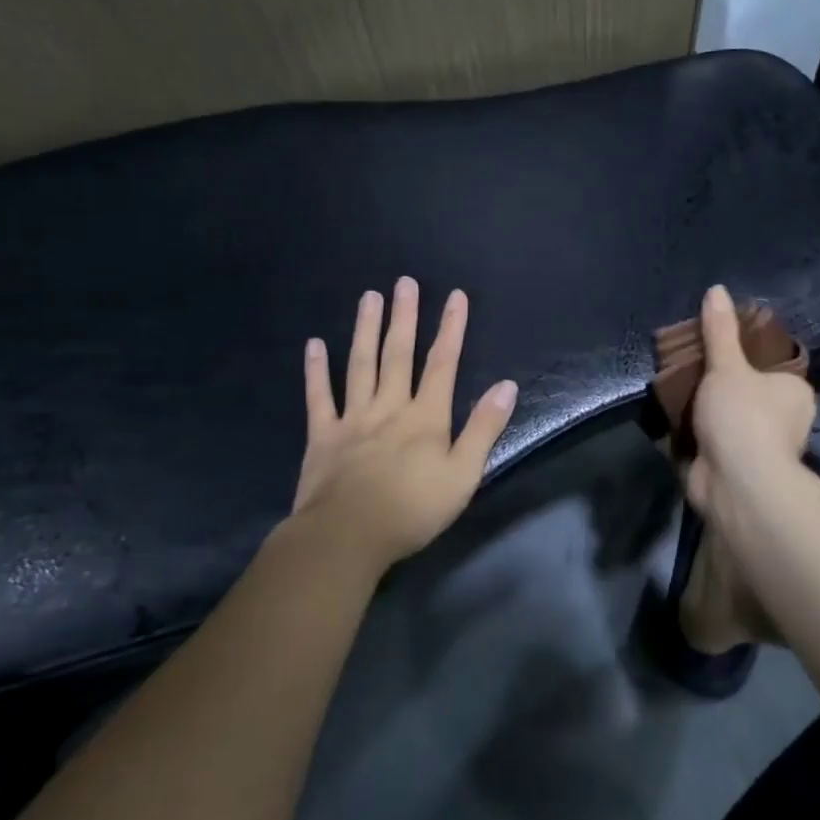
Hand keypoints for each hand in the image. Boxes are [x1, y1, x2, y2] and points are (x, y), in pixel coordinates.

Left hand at [290, 278, 518, 575]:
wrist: (346, 537)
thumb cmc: (412, 510)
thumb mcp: (463, 475)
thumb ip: (484, 429)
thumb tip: (506, 386)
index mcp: (425, 417)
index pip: (443, 364)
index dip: (451, 328)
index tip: (456, 297)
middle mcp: (389, 407)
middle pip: (398, 355)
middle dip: (404, 317)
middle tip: (404, 283)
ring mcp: (352, 419)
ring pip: (361, 365)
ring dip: (366, 330)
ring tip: (369, 298)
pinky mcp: (322, 436)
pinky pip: (318, 397)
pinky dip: (316, 371)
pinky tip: (314, 345)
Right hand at [683, 284, 817, 521]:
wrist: (736, 485)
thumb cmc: (743, 417)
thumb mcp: (728, 366)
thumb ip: (720, 331)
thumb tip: (717, 289)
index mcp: (793, 392)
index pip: (770, 364)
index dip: (742, 353)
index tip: (713, 343)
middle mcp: (782, 419)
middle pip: (744, 389)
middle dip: (716, 381)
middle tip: (685, 361)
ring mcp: (756, 445)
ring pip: (723, 416)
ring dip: (700, 408)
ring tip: (670, 383)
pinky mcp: (730, 467)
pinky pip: (706, 440)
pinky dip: (689, 432)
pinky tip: (666, 414)